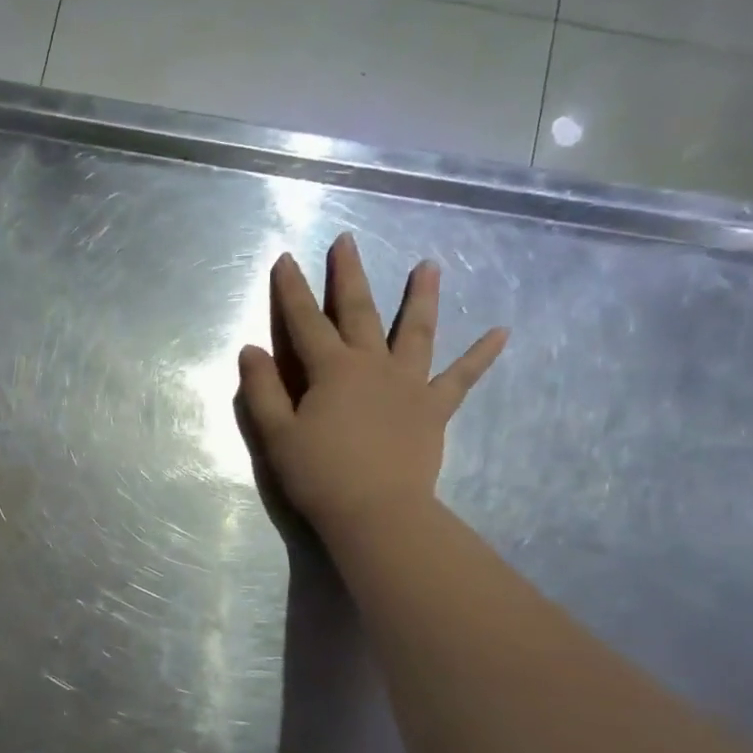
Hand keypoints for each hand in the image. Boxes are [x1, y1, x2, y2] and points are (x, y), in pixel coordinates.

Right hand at [237, 234, 506, 536]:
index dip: (292, 290)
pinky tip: (501, 333)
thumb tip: (251, 350)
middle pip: (359, 311)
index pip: (305, 321)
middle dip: (349, 275)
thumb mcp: (277, 434)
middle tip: (347, 240)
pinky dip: (480, 356)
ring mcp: (409, 384)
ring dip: (421, 297)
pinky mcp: (434, 409)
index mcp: (331, 370)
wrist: (376, 512)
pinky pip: (461, 378)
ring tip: (429, 265)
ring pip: (415, 331)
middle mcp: (372, 365)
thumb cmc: (319, 475)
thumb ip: (262, 390)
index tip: (285, 259)